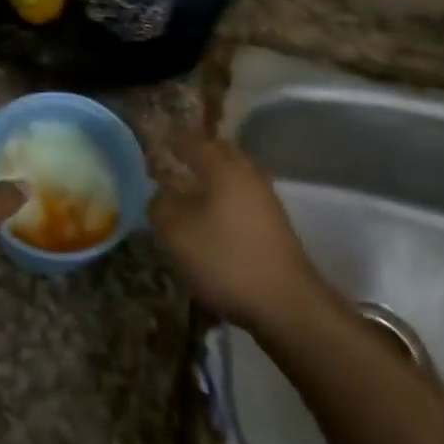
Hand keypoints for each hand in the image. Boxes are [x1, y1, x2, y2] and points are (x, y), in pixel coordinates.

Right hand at [150, 134, 320, 329]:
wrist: (285, 303)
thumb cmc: (225, 258)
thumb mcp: (176, 233)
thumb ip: (160, 206)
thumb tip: (160, 194)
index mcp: (223, 168)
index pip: (193, 142)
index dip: (173, 140)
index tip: (158, 141)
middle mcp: (248, 175)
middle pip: (220, 153)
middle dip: (198, 153)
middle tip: (176, 159)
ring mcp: (266, 200)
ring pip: (234, 176)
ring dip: (213, 177)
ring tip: (191, 190)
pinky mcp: (274, 226)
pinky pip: (243, 198)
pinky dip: (225, 199)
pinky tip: (213, 218)